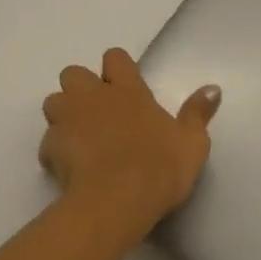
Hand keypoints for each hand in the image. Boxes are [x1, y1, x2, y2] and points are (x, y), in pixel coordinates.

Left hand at [39, 48, 219, 237]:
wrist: (116, 201)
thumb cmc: (158, 167)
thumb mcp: (192, 143)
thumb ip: (198, 114)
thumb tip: (214, 88)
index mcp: (128, 89)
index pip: (115, 57)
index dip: (116, 69)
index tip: (123, 88)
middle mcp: (95, 96)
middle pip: (73, 73)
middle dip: (80, 88)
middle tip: (96, 112)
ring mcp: (69, 120)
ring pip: (53, 101)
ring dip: (62, 114)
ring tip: (77, 136)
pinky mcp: (51, 148)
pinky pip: (46, 142)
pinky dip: (53, 150)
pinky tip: (66, 168)